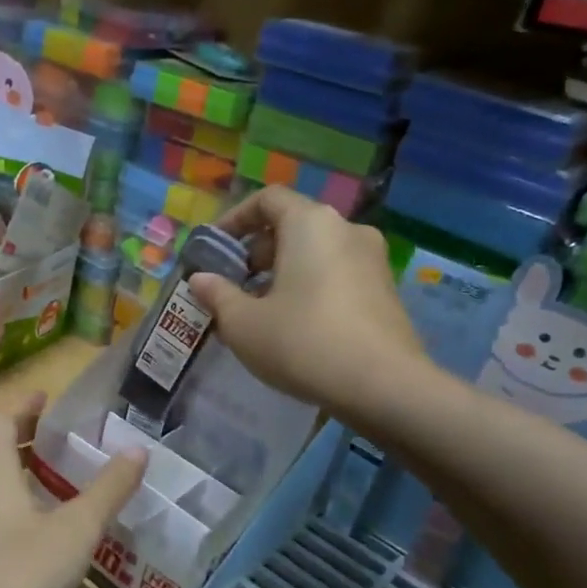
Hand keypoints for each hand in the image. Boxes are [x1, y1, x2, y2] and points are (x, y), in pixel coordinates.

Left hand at [0, 391, 146, 587]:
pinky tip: (24, 515)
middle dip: (11, 426)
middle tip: (45, 426)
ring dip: (3, 458)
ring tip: (39, 466)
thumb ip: (108, 489)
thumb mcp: (77, 530)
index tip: (46, 398)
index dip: (22, 404)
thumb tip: (138, 451)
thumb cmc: (23, 572)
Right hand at [187, 187, 436, 421]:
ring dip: (283, 274)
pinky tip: (296, 328)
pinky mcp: (386, 291)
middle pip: (292, 226)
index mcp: (310, 224)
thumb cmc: (302, 342)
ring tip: (260, 312)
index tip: (215, 249)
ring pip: (316, 253)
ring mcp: (373, 260)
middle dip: (257, 253)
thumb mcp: (243, 323)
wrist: (384, 387)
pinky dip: (310, 288)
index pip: (267, 199)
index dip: (235, 219)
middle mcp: (346, 230)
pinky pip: (337, 275)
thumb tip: (200, 279)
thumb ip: (217, 295)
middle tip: (233, 287)